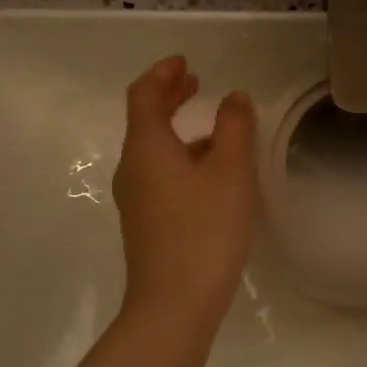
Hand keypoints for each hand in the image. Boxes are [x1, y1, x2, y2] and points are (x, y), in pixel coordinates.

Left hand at [112, 56, 258, 328]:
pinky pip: (159, 174)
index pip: (144, 95)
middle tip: (196, 83)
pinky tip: (210, 174)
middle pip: (145, 121)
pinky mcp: (146, 223)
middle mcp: (132, 168)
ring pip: (154, 150)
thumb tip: (234, 97)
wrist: (174, 304)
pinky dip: (181, 157)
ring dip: (179, 129)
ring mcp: (135, 199)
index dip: (163, 73)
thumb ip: (234, 127)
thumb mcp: (231, 170)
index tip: (186, 61)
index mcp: (147, 147)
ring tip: (214, 129)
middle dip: (170, 97)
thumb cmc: (205, 228)